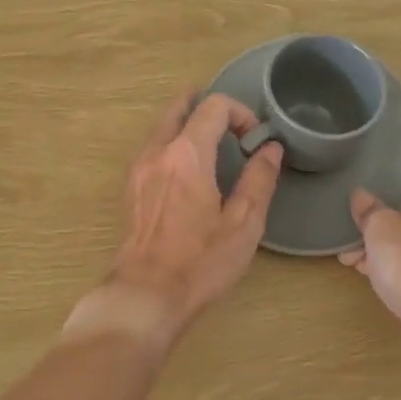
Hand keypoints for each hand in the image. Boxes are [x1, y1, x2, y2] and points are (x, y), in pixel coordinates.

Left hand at [92, 90, 282, 344]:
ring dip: (185, 122)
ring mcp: (138, 169)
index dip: (239, 112)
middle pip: (178, 108)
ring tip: (209, 138)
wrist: (145, 295)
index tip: (254, 138)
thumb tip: (271, 149)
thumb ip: (259, 180)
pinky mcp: (129, 188)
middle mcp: (157, 152)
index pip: (213, 107)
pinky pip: (150, 148)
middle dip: (204, 105)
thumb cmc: (200, 262)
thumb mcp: (244, 224)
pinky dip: (170, 141)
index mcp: (187, 155)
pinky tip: (184, 165)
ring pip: (160, 126)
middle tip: (229, 119)